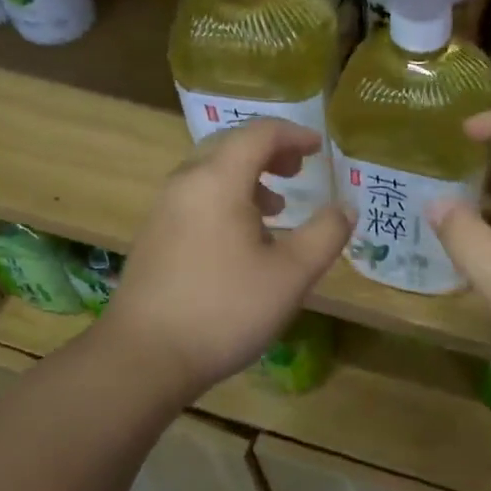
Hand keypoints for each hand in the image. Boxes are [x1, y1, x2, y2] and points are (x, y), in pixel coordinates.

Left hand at [96, 119, 350, 396]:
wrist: (144, 357)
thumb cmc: (225, 309)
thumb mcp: (291, 275)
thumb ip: (325, 234)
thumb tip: (346, 207)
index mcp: (218, 180)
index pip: (259, 133)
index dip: (294, 134)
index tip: (320, 149)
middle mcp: (186, 183)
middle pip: (231, 145)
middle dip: (270, 151)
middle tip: (299, 170)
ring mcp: (164, 210)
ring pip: (210, 172)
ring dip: (248, 177)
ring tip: (277, 207)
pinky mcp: (154, 237)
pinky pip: (196, 197)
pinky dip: (227, 198)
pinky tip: (243, 239)